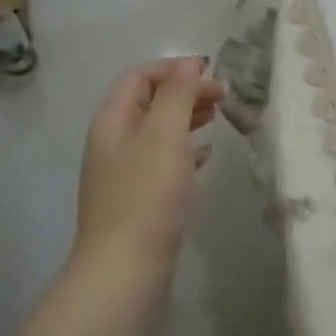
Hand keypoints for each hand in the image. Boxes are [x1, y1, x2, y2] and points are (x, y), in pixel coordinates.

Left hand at [74, 57, 222, 283]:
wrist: (124, 271)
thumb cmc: (147, 196)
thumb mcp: (165, 136)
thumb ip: (178, 95)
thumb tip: (190, 64)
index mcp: (113, 121)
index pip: (140, 77)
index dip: (174, 68)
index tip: (211, 73)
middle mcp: (113, 142)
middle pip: (148, 102)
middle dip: (184, 92)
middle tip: (222, 97)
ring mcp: (122, 173)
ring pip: (156, 131)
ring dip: (186, 119)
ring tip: (217, 119)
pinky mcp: (136, 200)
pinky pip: (161, 161)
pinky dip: (184, 150)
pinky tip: (206, 157)